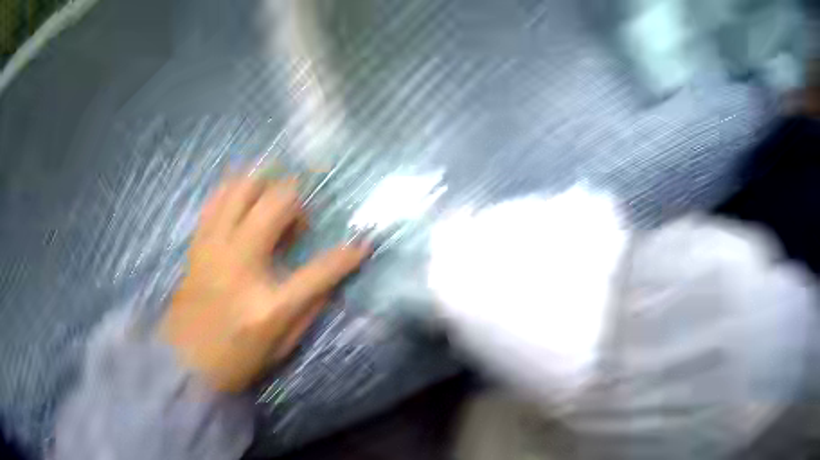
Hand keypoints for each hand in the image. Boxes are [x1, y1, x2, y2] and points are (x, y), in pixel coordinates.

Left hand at [160, 176, 369, 391]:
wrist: (183, 361)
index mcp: (268, 304)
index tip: (363, 244)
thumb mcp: (282, 346)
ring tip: (273, 200)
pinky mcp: (198, 244)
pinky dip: (234, 190)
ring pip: (242, 189)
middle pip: (276, 205)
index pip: (320, 271)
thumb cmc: (236, 360)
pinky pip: (215, 200)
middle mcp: (240, 265)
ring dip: (265, 185)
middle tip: (300, 219)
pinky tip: (244, 196)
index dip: (348, 255)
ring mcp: (214, 250)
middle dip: (298, 199)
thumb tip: (331, 277)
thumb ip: (309, 308)